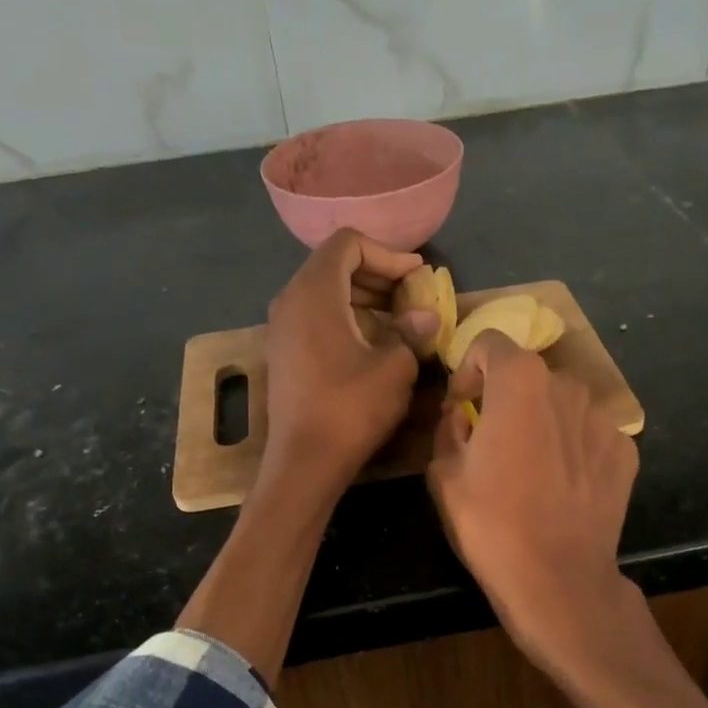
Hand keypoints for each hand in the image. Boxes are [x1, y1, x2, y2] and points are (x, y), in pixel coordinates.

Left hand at [264, 229, 438, 497]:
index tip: (416, 277)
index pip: (348, 244)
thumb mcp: (395, 367)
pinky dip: (346, 318)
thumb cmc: (351, 408)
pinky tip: (373, 344)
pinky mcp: (284, 353)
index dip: (387, 254)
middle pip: (335, 265)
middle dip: (377, 275)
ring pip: (325, 292)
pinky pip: (316, 317)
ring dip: (364, 298)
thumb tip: (425, 317)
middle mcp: (290, 300)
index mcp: (314, 292)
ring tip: (399, 321)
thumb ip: (412, 332)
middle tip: (411, 296)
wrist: (304, 462)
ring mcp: (282, 328)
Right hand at [426, 332, 642, 685]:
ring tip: (531, 467)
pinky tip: (562, 486)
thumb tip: (462, 414)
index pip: (490, 342)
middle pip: (529, 376)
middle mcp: (567, 386)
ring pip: (562, 404)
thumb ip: (449, 427)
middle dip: (507, 398)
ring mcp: (604, 418)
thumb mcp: (444, 473)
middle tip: (493, 439)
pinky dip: (573, 448)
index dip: (469, 368)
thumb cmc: (491, 523)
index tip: (462, 405)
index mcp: (519, 381)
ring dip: (542, 421)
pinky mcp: (625, 451)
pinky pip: (589, 434)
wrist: (558, 578)